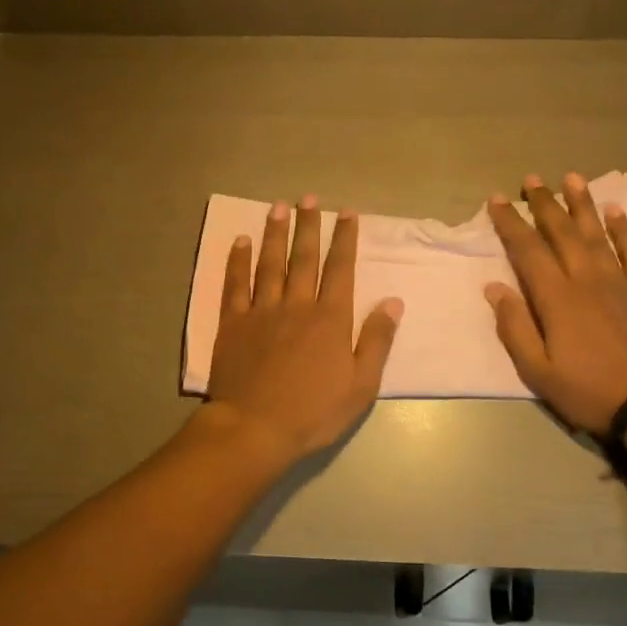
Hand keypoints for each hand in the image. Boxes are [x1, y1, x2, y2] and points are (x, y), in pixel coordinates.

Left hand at [203, 195, 403, 462]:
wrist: (255, 428)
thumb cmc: (313, 412)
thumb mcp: (361, 385)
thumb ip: (377, 340)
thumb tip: (393, 301)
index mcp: (330, 319)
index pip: (340, 269)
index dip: (345, 238)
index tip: (347, 212)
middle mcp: (297, 305)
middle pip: (304, 258)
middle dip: (309, 225)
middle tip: (310, 198)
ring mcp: (261, 311)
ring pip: (270, 263)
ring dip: (275, 233)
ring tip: (278, 207)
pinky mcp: (233, 323)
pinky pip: (235, 284)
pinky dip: (238, 261)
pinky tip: (240, 241)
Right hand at [484, 173, 626, 437]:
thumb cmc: (589, 392)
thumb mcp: (538, 371)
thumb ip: (515, 327)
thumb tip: (494, 289)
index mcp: (557, 298)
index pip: (527, 251)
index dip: (510, 223)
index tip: (497, 200)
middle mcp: (587, 280)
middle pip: (562, 233)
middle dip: (544, 204)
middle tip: (531, 179)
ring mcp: (621, 283)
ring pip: (597, 234)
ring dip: (582, 205)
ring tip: (571, 178)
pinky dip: (624, 230)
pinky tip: (616, 211)